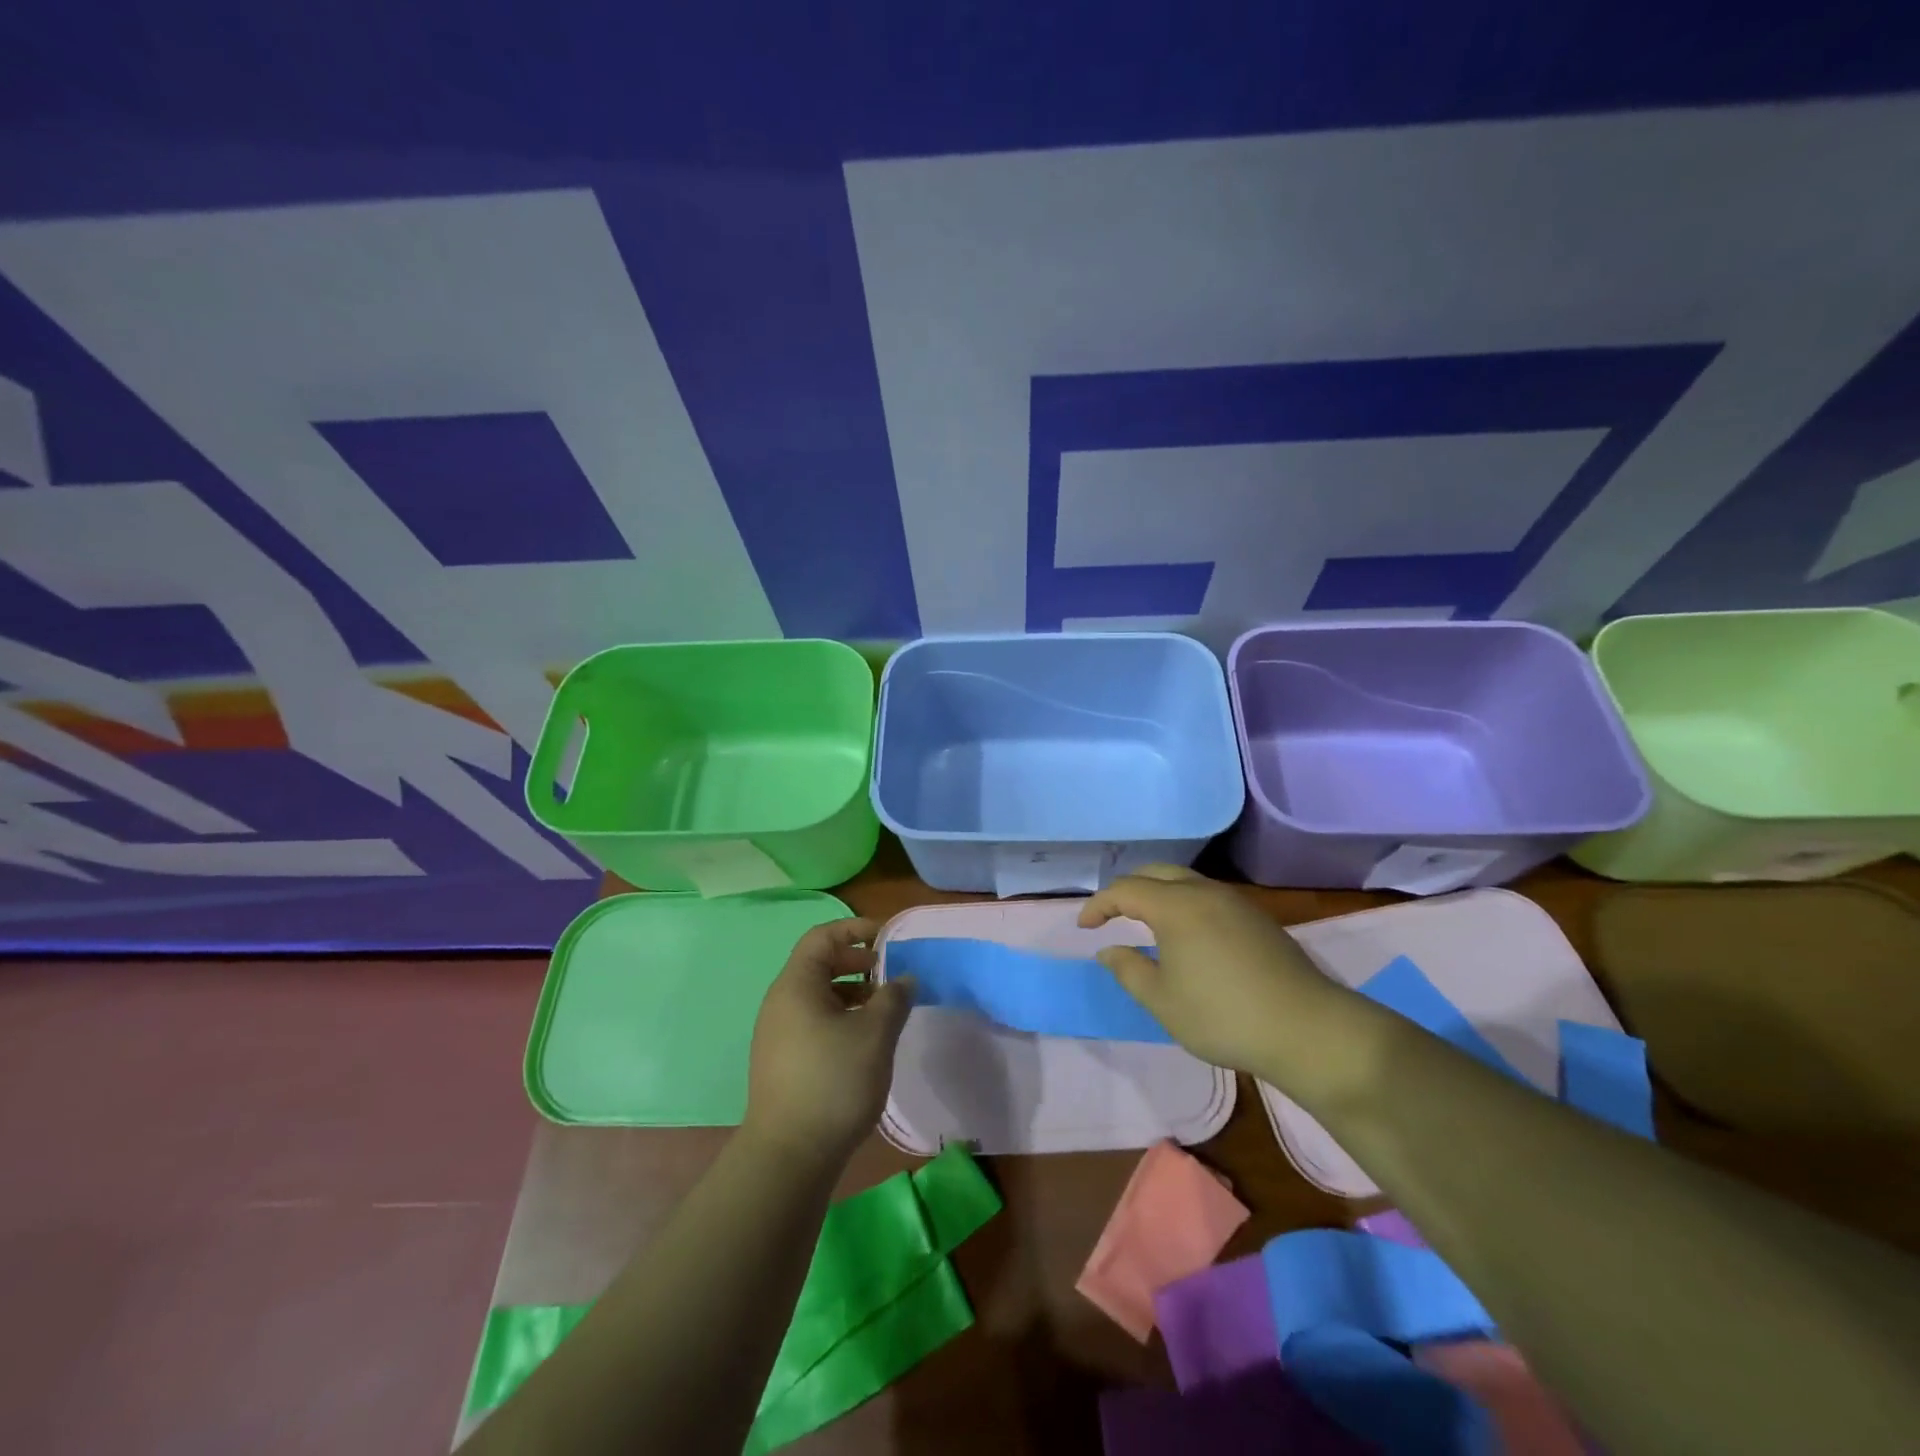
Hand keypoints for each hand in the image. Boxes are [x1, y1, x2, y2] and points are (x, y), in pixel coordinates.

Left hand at [744, 918, 913, 1170]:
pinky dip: (840, 1016)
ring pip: (818, 995)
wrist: (788, 1156)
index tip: (888, 938)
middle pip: (819, 963)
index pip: (822, 936)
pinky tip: (864, 1040)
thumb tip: (905, 979)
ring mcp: (778, 1032)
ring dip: (852, 992)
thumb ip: (893, 999)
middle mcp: (781, 1002)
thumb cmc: (833, 1082)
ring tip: (883, 1009)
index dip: (855, 929)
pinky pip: (813, 1020)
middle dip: (857, 962)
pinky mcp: (783, 1059)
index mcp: (796, 985)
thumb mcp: (874, 1035)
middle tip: (890, 973)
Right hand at [1078, 865, 1354, 1079]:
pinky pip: (1208, 895)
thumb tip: (1109, 949)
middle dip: (1128, 888)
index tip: (1084, 926)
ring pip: (1185, 880)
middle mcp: (1204, 892)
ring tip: (1145, 920)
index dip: (1099, 904)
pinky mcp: (1257, 918)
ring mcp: (1235, 902)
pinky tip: (1187, 933)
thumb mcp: (1162, 1001)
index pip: (1125, 889)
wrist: (1306, 1029)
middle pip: (1156, 872)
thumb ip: (1129, 970)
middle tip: (1112, 914)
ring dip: (1158, 892)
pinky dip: (1184, 902)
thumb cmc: (1223, 1016)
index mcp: (1175, 906)